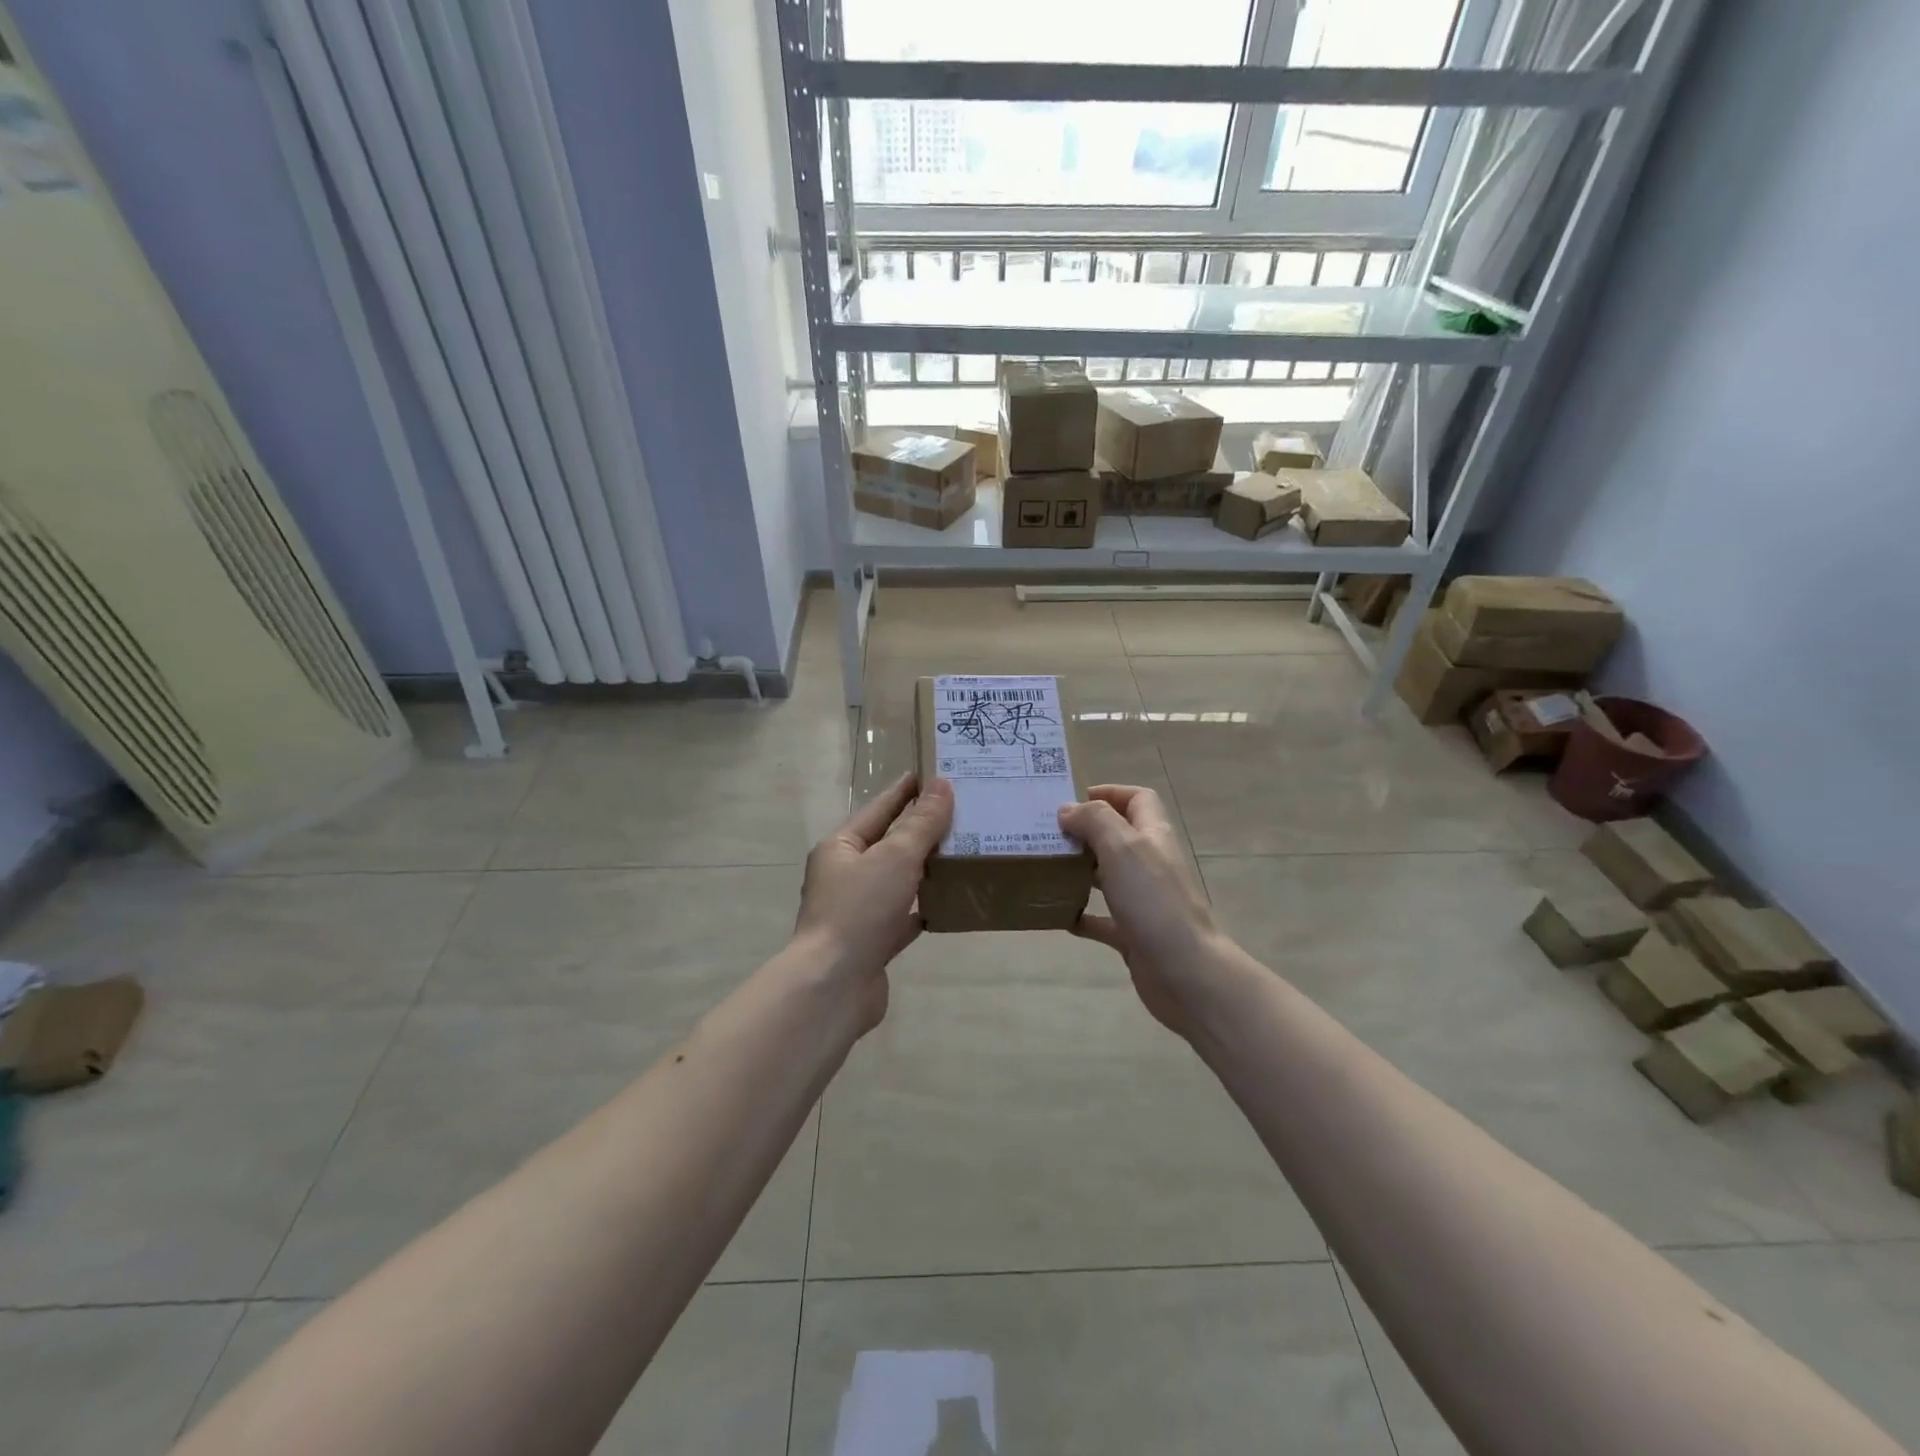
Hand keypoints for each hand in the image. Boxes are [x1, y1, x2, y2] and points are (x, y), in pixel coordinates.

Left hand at [793, 774, 952, 1028]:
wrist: (834, 986)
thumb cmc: (860, 910)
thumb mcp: (895, 857)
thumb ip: (921, 824)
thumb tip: (941, 786)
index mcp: (841, 847)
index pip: (879, 808)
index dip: (905, 791)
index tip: (933, 774)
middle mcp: (846, 876)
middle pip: (889, 844)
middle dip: (921, 829)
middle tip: (962, 811)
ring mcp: (858, 911)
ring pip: (898, 880)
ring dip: (925, 867)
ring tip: (963, 850)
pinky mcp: (873, 942)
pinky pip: (904, 916)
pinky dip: (924, 907)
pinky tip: (951, 899)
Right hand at [1058, 785, 1227, 1036]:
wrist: (1185, 972)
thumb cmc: (1154, 901)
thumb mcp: (1122, 847)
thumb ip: (1094, 821)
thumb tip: (1068, 810)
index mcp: (1153, 836)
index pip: (1138, 799)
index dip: (1110, 793)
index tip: (1073, 801)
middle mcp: (1150, 864)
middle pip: (1119, 837)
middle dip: (1086, 832)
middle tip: (1049, 835)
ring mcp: (1144, 901)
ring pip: (1108, 877)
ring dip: (1080, 871)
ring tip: (1047, 868)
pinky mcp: (1134, 934)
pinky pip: (1103, 920)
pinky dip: (1082, 915)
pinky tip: (1059, 916)